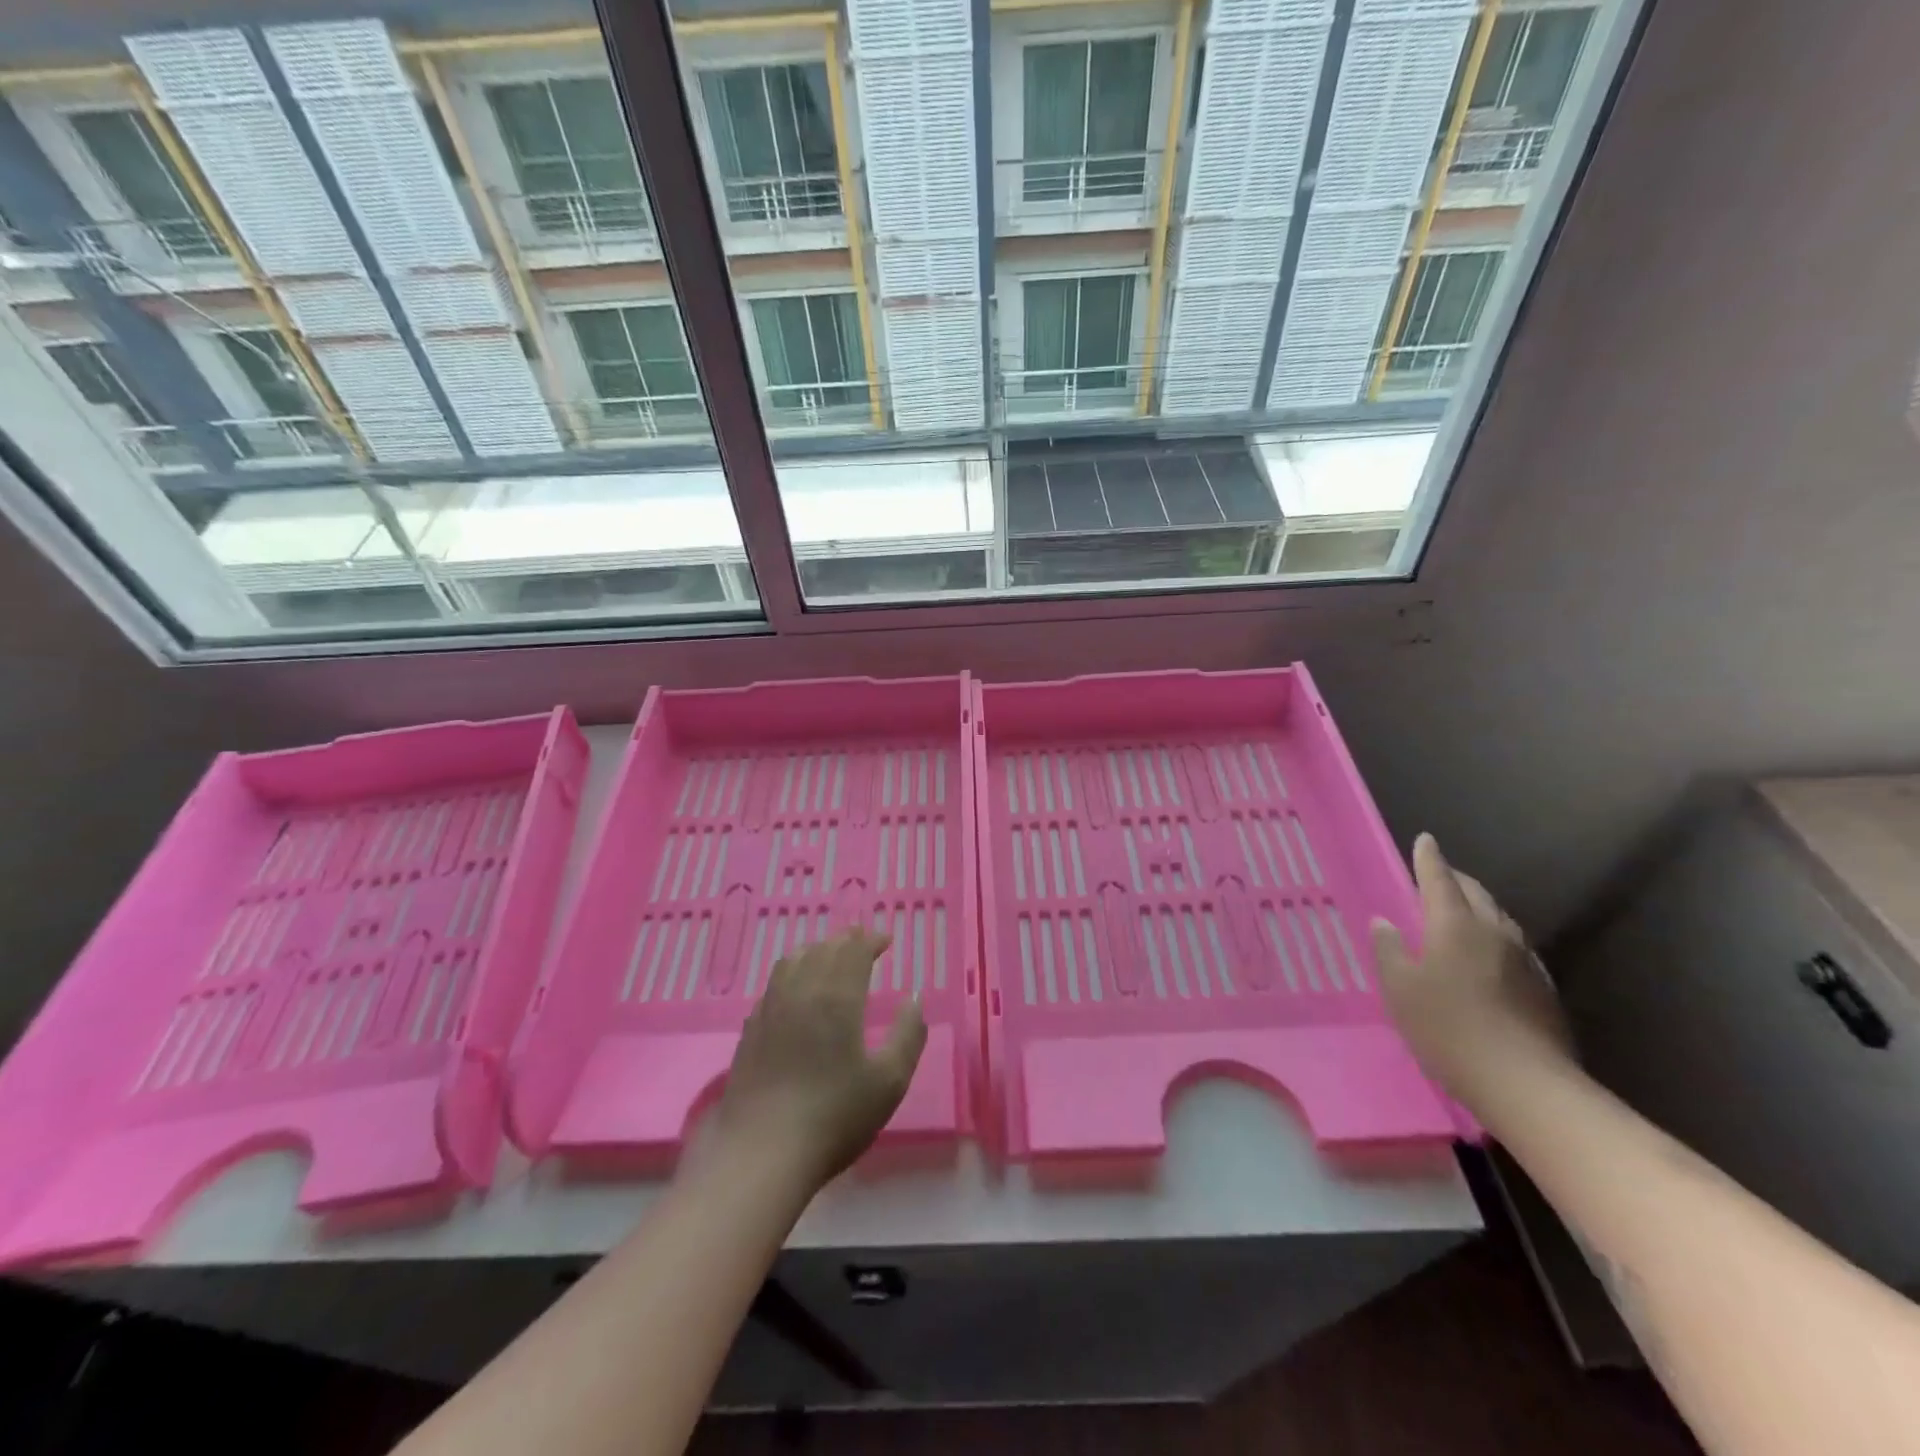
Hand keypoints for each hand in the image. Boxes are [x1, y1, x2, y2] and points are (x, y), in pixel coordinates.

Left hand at [712, 928, 926, 1191]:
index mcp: (837, 997)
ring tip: (830, 957)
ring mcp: (770, 1008)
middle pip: (823, 949)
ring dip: (816, 950)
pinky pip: (774, 983)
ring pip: (793, 960)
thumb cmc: (834, 1117)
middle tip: (863, 944)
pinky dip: (792, 971)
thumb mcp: (889, 1082)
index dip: (871, 941)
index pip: (854, 951)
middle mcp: (801, 991)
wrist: (760, 1153)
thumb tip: (915, 997)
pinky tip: (796, 990)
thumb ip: (908, 1035)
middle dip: (846, 941)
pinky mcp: (750, 1029)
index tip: (887, 941)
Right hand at [1370, 834, 1574, 1104]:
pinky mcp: (1542, 989)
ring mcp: (1524, 960)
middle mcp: (1494, 933)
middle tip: (1439, 875)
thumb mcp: (1400, 988)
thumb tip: (1384, 921)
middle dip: (1456, 880)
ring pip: (1500, 919)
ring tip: (1463, 911)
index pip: (1439, 880)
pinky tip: (1490, 955)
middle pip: (1476, 894)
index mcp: (1455, 925)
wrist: (1525, 1084)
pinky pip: (1515, 947)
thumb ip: (1389, 950)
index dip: (1429, 859)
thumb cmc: (1447, 1028)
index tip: (1425, 839)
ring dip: (1480, 907)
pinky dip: (1496, 937)